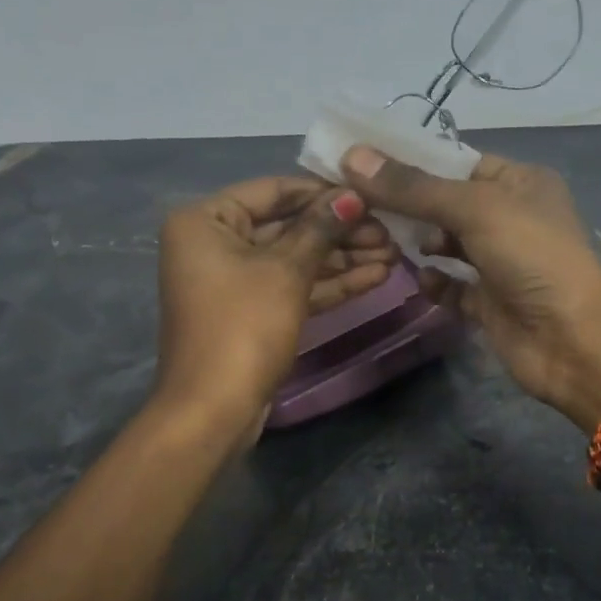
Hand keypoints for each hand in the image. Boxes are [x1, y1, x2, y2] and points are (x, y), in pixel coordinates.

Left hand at [155, 177, 389, 427]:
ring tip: (394, 254)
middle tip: (390, 232)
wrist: (214, 410)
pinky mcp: (253, 313)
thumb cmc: (243, 327)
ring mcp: (235, 281)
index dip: (324, 193)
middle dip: (339, 231)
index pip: (274, 190)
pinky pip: (293, 288)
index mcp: (206, 220)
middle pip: (287, 226)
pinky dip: (329, 284)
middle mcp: (215, 244)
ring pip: (295, 259)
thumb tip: (351, 196)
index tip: (371, 196)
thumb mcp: (285, 271)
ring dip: (342, 258)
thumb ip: (320, 229)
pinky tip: (375, 277)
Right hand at [340, 146, 600, 430]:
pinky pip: (451, 286)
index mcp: (519, 182)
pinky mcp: (489, 302)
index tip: (360, 161)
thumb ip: (413, 187)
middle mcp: (510, 217)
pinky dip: (434, 282)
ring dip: (418, 242)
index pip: (456, 162)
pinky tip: (420, 279)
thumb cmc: (532, 257)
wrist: (572, 341)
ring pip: (446, 244)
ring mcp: (499, 262)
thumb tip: (352, 157)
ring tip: (384, 241)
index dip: (411, 161)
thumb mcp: (475, 209)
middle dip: (407, 204)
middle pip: (445, 203)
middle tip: (358, 204)